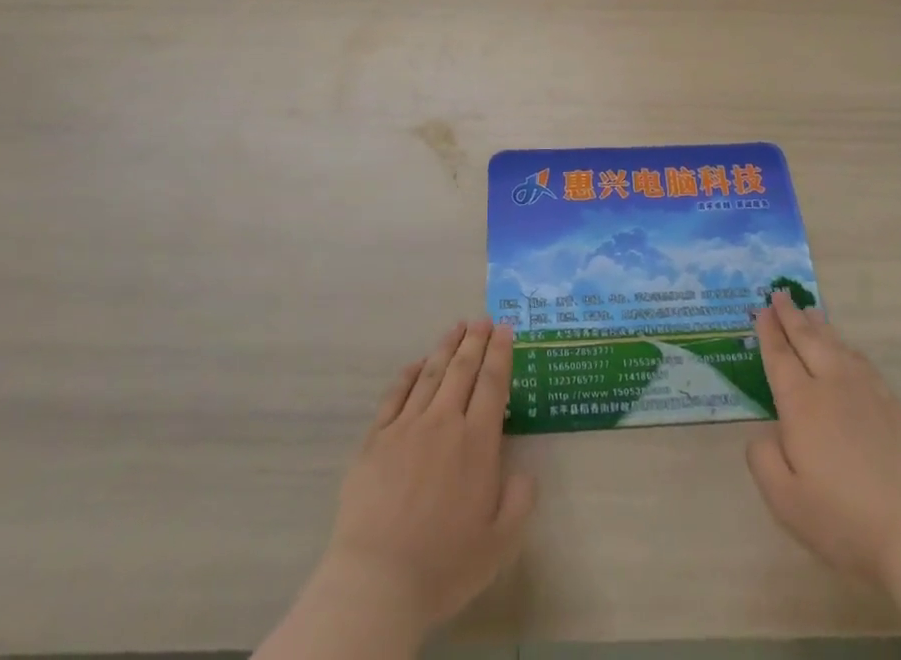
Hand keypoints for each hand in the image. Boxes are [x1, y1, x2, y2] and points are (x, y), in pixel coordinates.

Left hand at [318, 318, 534, 634]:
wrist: (377, 581)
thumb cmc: (444, 565)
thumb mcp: (499, 543)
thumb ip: (519, 500)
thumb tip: (524, 470)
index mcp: (477, 443)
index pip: (493, 383)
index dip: (501, 352)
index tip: (506, 328)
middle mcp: (443, 423)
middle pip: (463, 369)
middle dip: (476, 340)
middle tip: (483, 319)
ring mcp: (406, 427)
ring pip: (431, 374)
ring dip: (446, 347)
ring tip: (456, 327)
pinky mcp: (375, 439)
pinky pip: (395, 395)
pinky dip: (409, 374)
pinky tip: (417, 363)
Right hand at [746, 291, 900, 583]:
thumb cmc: (843, 519)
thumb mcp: (785, 500)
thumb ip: (763, 459)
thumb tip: (765, 432)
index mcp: (802, 404)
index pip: (780, 357)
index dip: (769, 333)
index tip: (761, 310)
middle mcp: (832, 386)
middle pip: (808, 341)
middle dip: (791, 316)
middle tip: (779, 294)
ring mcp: (867, 393)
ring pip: (838, 347)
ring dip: (820, 326)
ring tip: (810, 311)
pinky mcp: (894, 408)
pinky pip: (864, 364)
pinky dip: (849, 349)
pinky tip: (848, 350)